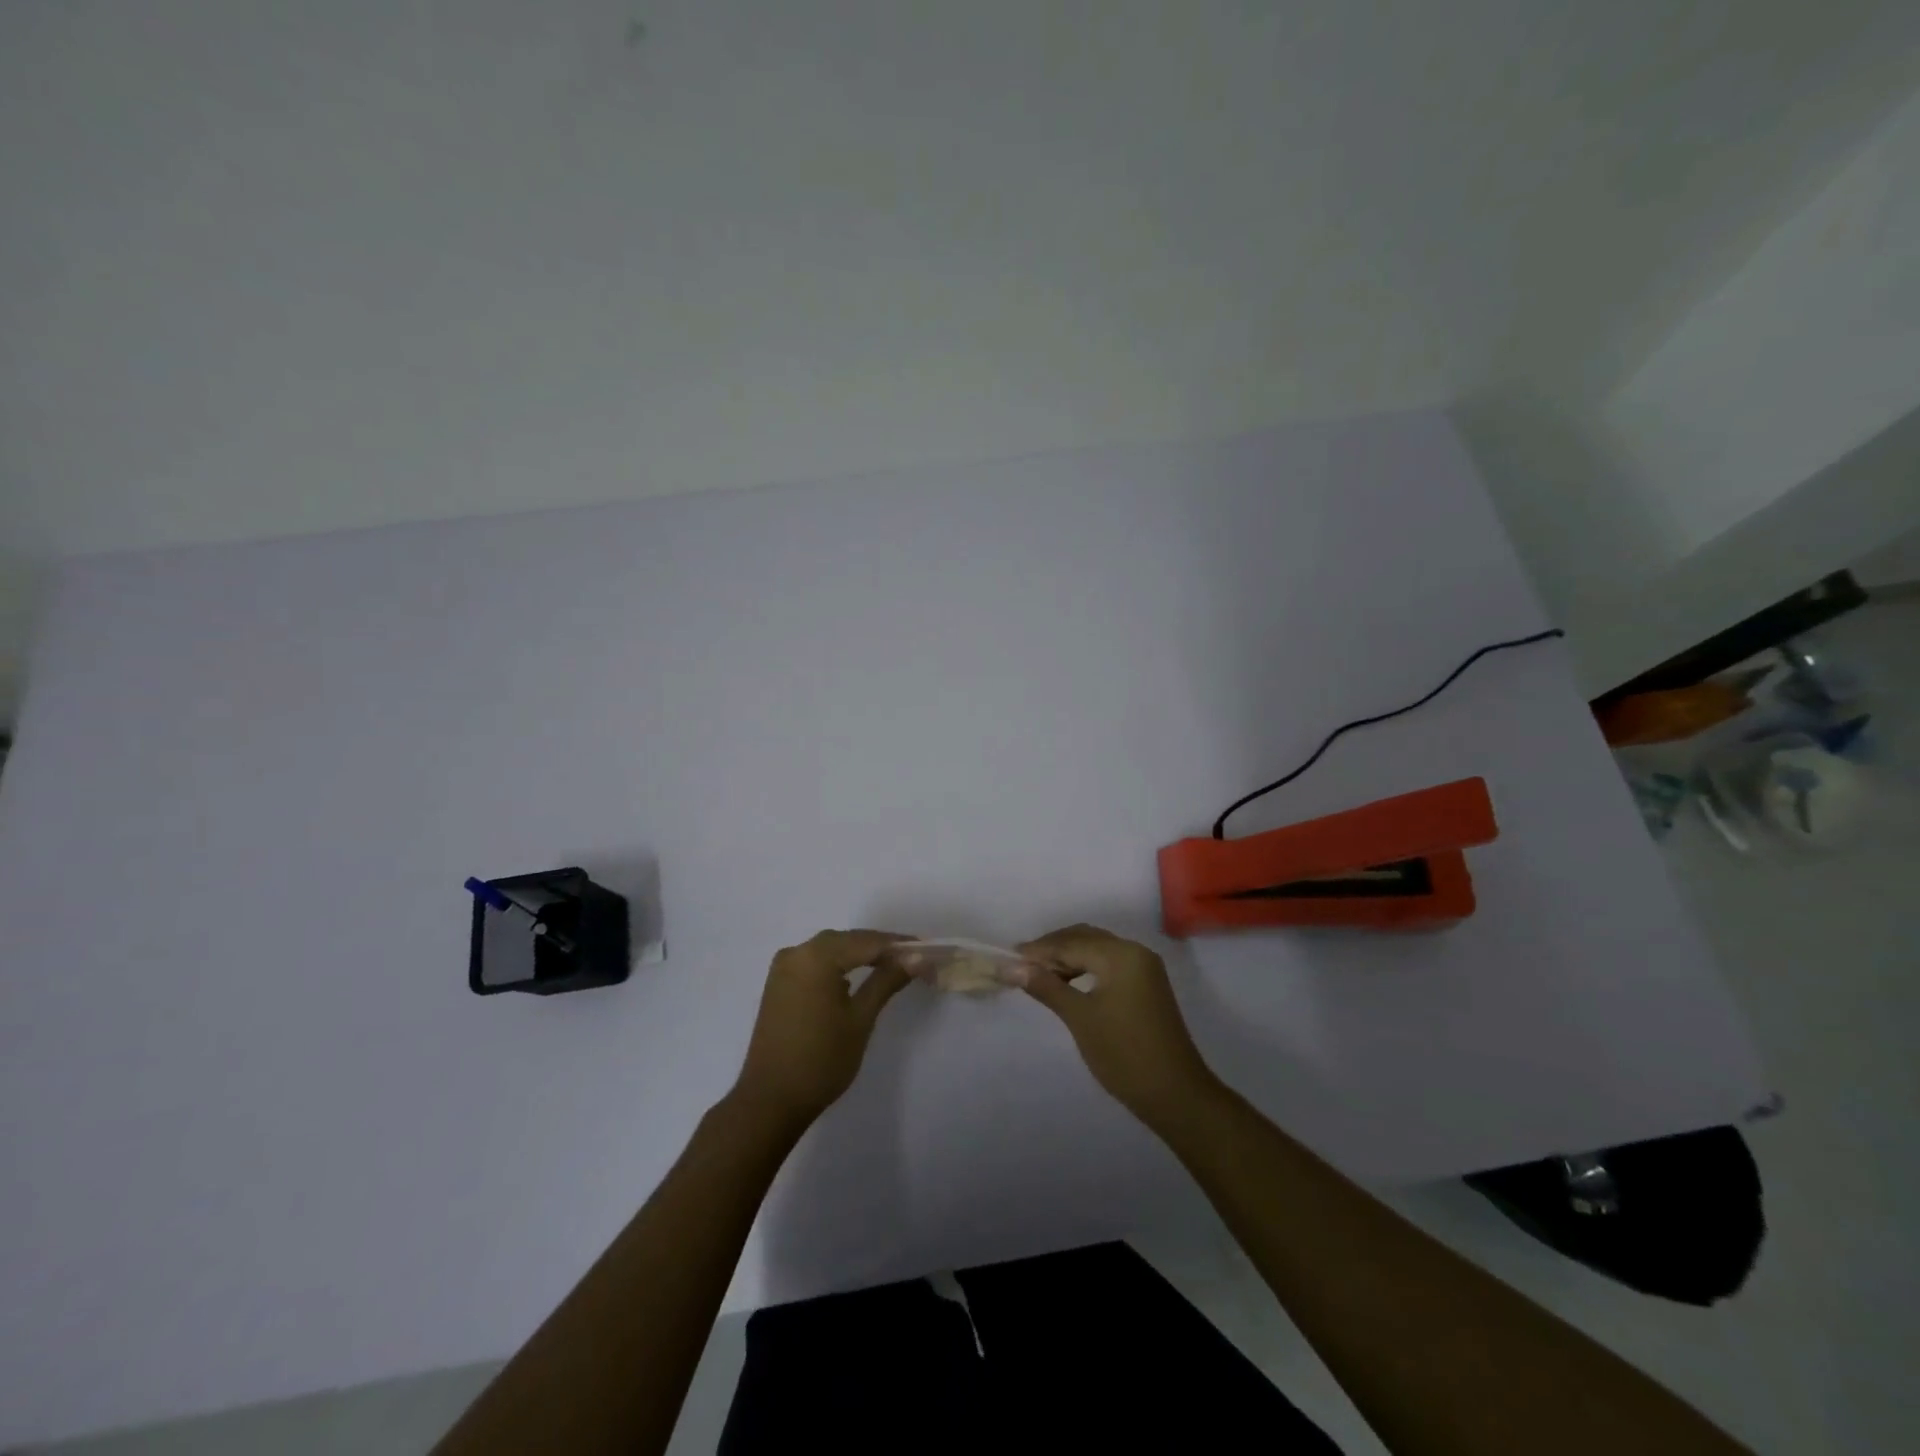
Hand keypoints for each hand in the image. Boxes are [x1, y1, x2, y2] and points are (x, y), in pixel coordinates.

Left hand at [733, 930, 914, 1127]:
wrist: (770, 1101)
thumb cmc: (821, 1060)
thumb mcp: (861, 1019)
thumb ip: (887, 981)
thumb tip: (916, 957)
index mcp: (816, 956)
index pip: (868, 941)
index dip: (900, 945)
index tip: (929, 951)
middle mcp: (797, 952)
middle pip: (849, 941)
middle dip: (882, 948)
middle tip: (915, 959)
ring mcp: (784, 967)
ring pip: (832, 950)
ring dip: (861, 955)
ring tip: (893, 966)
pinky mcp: (779, 983)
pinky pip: (816, 962)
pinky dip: (840, 965)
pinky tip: (858, 976)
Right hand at [1015, 924, 1220, 1129]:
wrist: (1176, 1094)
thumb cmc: (1124, 1054)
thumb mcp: (1080, 1018)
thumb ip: (1046, 987)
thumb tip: (1011, 967)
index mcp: (1121, 954)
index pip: (1071, 942)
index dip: (1038, 950)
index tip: (1008, 958)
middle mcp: (1135, 952)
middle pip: (1085, 938)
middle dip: (1052, 949)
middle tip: (1021, 966)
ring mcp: (1144, 969)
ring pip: (1097, 950)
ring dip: (1068, 959)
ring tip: (1039, 976)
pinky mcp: (1147, 986)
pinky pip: (1109, 965)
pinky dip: (1085, 969)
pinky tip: (1068, 984)